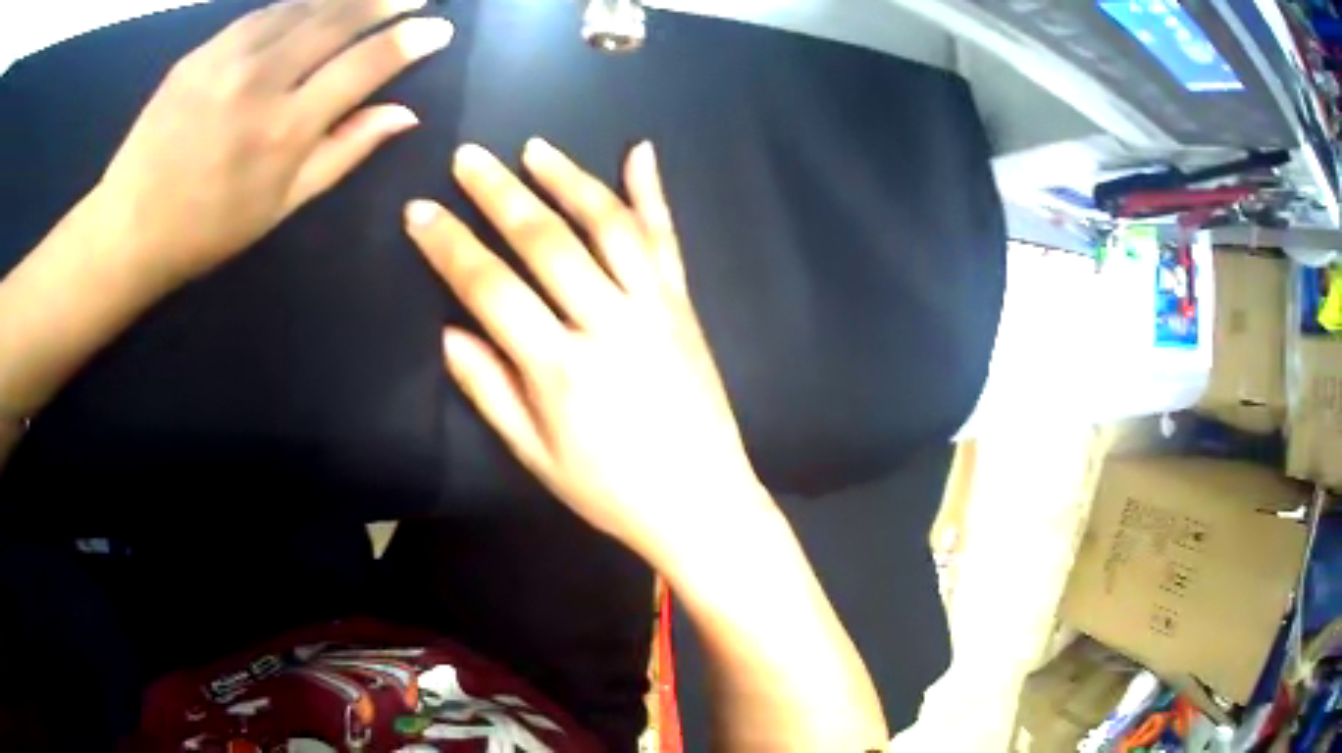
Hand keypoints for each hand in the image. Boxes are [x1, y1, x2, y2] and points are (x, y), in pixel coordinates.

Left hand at [98, 0, 452, 288]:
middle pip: (338, 18)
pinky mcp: (202, 51)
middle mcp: (261, 81)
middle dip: (385, 0)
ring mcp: (228, 59)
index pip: (364, 65)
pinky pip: (262, 13)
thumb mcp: (280, 206)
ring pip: (302, 6)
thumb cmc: (206, 230)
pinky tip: (311, 6)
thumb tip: (403, 114)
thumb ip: (343, 152)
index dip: (408, 42)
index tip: (439, 28)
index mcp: (284, 130)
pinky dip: (296, 4)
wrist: (127, 228)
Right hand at [406, 140, 771, 564]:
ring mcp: (655, 308)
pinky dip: (653, 192)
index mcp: (561, 370)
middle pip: (545, 241)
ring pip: (608, 225)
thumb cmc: (611, 491)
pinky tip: (640, 151)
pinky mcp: (685, 306)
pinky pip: (666, 240)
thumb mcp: (536, 456)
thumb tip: (449, 332)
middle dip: (499, 193)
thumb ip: (490, 391)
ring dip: (569, 179)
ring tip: (533, 148)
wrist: (702, 502)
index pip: (490, 288)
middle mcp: (608, 324)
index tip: (420, 211)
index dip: (449, 245)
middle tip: (467, 158)